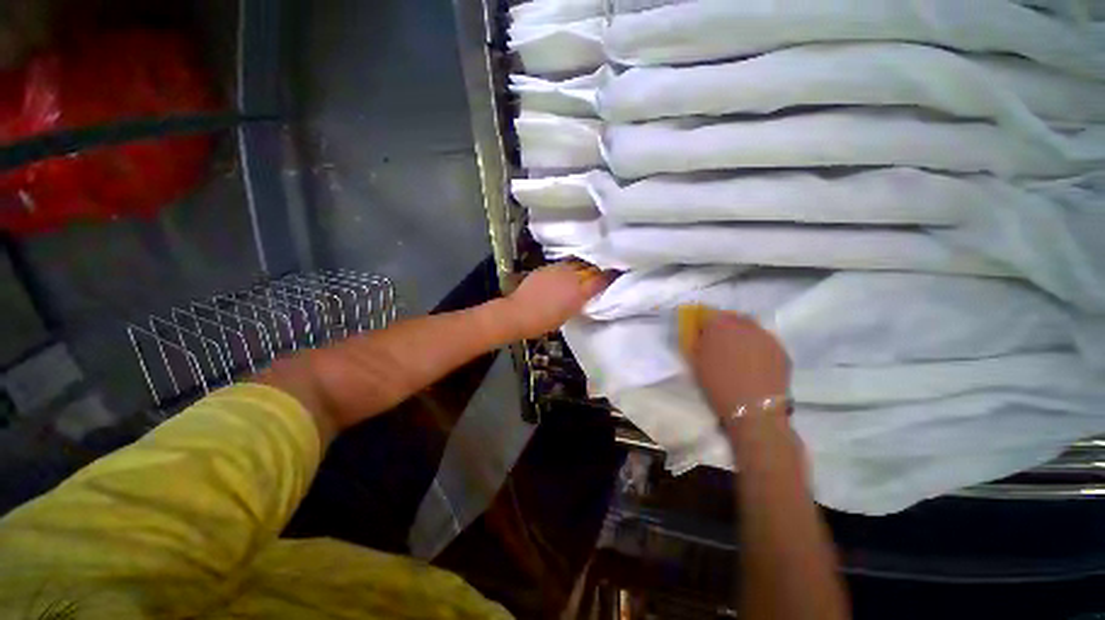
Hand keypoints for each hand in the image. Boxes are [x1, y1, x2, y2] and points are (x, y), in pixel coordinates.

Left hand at [505, 261, 610, 338]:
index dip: (609, 276)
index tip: (615, 274)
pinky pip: (561, 265)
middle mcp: (571, 277)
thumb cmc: (543, 322)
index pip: (600, 280)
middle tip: (599, 272)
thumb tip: (582, 295)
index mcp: (579, 293)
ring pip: (575, 264)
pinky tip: (563, 274)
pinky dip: (565, 269)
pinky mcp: (545, 267)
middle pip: (588, 268)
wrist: (518, 313)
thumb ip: (578, 302)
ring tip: (582, 271)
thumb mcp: (567, 315)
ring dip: (580, 267)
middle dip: (595, 269)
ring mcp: (557, 270)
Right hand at [681, 308, 790, 419]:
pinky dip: (758, 347)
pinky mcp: (781, 349)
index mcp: (719, 326)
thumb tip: (703, 336)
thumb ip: (699, 343)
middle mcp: (744, 325)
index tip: (703, 336)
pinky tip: (755, 363)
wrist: (753, 409)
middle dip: (726, 326)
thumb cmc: (718, 385)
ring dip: (743, 335)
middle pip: (732, 318)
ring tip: (740, 353)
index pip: (709, 316)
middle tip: (721, 342)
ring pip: (752, 328)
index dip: (705, 325)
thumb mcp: (697, 362)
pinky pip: (765, 341)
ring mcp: (766, 336)